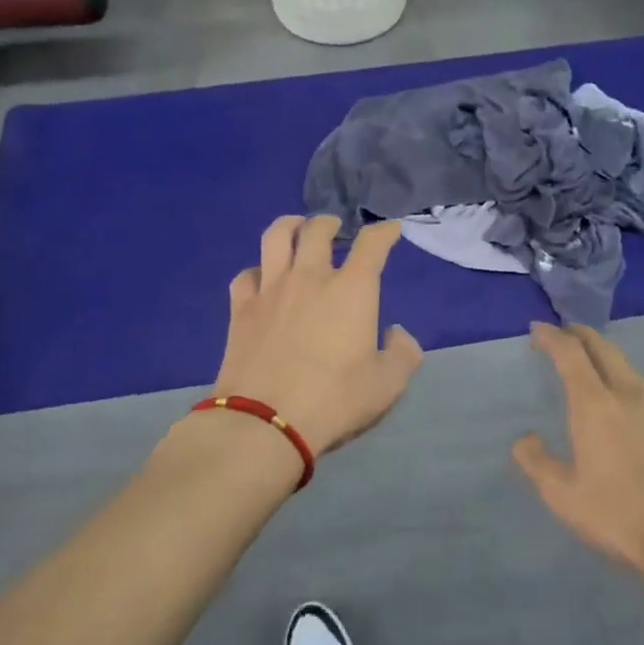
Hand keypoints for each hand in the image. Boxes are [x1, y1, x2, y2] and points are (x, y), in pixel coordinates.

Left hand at [215, 215, 423, 455]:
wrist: (265, 422)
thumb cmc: (334, 400)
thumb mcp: (387, 385)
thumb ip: (402, 354)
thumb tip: (396, 333)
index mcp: (351, 289)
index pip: (372, 244)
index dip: (384, 231)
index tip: (390, 229)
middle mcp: (310, 277)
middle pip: (318, 230)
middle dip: (330, 222)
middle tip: (335, 227)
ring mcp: (271, 289)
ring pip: (276, 237)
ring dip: (290, 225)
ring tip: (296, 228)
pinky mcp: (241, 309)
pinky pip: (245, 275)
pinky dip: (256, 271)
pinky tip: (261, 279)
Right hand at [513, 323, 643, 577]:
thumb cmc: (619, 518)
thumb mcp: (563, 496)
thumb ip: (536, 462)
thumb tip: (524, 439)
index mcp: (595, 404)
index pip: (569, 352)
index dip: (551, 336)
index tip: (538, 330)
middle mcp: (630, 393)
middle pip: (603, 347)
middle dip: (580, 335)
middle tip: (565, 336)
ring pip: (631, 370)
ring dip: (609, 363)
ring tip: (598, 375)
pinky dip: (637, 395)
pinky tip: (638, 417)